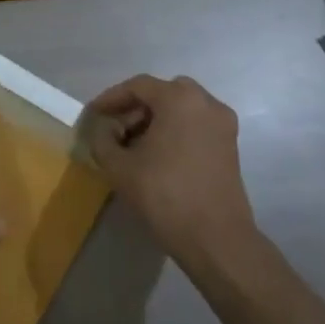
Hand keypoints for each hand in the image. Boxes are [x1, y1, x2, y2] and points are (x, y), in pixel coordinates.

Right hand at [85, 74, 258, 267]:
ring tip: (134, 145)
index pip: (138, 86)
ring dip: (156, 119)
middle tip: (115, 129)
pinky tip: (158, 155)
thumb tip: (104, 129)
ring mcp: (223, 124)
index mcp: (179, 99)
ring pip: (182, 108)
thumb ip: (102, 139)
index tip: (93, 114)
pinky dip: (175, 130)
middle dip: (136, 107)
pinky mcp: (230, 146)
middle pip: (163, 93)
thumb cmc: (164, 195)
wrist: (215, 237)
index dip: (111, 98)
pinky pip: (196, 124)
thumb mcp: (118, 166)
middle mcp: (206, 103)